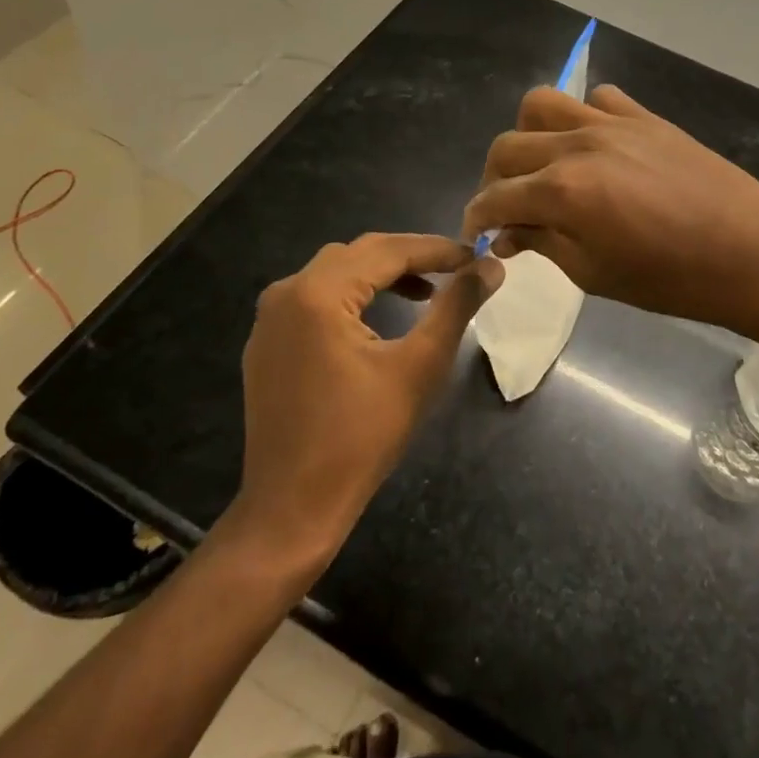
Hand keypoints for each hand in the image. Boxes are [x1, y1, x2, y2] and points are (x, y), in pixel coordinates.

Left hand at [219, 234, 499, 568]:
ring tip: (426, 293)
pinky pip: (314, 299)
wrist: (293, 508)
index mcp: (318, 293)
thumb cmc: (363, 437)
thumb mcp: (421, 366)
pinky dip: (352, 296)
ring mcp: (270, 319)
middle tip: (455, 271)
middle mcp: (286, 293)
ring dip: (382, 275)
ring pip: (335, 273)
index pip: (388, 251)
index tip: (477, 257)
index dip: (437, 250)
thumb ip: (457, 306)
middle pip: (359, 254)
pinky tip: (379, 318)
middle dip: (410, 258)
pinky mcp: (267, 343)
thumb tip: (491, 266)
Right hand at [462, 86, 758, 346]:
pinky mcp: (645, 116)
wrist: (751, 251)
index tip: (476, 234)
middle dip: (494, 179)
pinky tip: (594, 148)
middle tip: (506, 208)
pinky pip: (598, 99)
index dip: (477, 217)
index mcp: (562, 190)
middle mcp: (578, 144)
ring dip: (529, 134)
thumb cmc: (671, 278)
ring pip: (543, 104)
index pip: (495, 197)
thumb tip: (507, 233)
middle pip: (508, 145)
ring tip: (542, 166)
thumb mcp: (594, 274)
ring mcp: (613, 123)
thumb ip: (543, 243)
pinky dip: (582, 117)